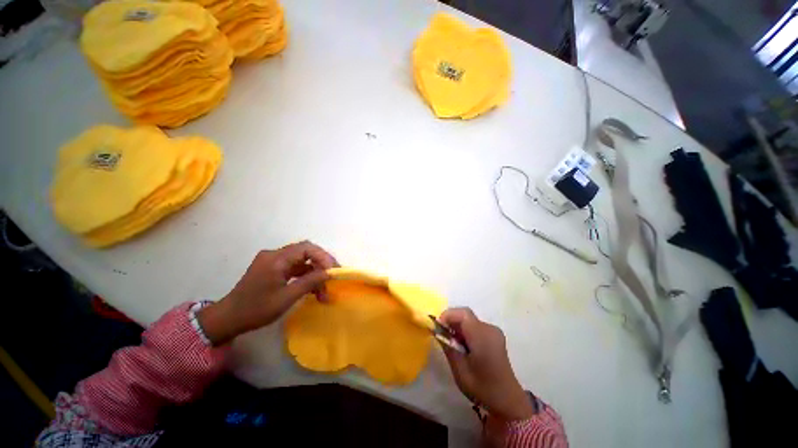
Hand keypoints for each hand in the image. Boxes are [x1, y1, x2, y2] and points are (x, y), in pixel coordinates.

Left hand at [197, 241, 338, 344]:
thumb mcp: (286, 297)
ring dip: (315, 273)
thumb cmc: (256, 309)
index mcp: (276, 259)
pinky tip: (313, 289)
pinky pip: (295, 267)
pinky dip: (306, 276)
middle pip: (306, 252)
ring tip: (324, 291)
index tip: (333, 271)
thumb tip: (329, 272)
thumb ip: (310, 282)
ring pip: (302, 261)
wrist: (228, 319)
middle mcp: (275, 255)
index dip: (323, 257)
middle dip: (322, 264)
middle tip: (332, 277)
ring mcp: (273, 261)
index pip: (306, 248)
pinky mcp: (273, 268)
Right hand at [439, 307, 533, 421]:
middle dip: (451, 321)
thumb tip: (437, 330)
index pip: (463, 314)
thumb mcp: (459, 369)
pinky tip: (463, 345)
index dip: (448, 315)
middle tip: (442, 334)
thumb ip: (448, 346)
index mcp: (482, 336)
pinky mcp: (495, 336)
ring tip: (451, 342)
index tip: (437, 326)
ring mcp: (494, 331)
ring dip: (458, 326)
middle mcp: (490, 329)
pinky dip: (466, 330)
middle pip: (466, 315)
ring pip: (470, 320)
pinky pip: (476, 326)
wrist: (507, 401)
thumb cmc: (482, 387)